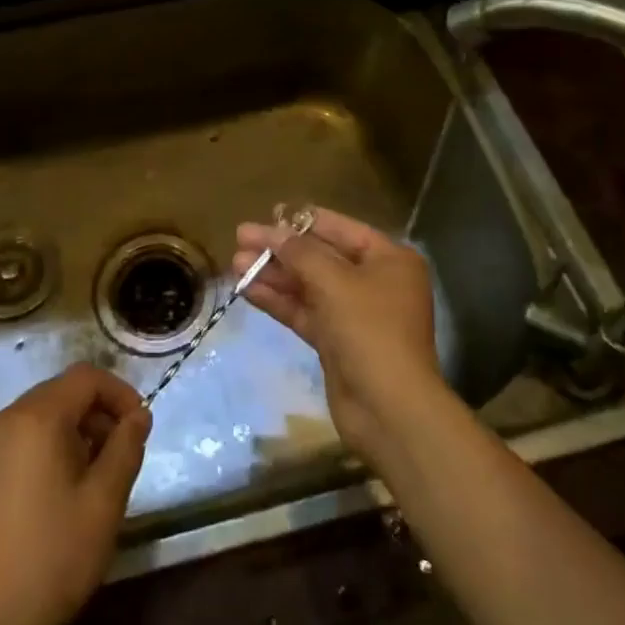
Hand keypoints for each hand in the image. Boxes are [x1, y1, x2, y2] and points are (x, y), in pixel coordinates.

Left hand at [0, 363, 150, 624]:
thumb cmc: (53, 556)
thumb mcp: (104, 501)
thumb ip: (126, 447)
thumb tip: (139, 416)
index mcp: (37, 417)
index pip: (87, 377)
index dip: (120, 393)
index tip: (141, 427)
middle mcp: (9, 417)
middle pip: (64, 391)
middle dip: (100, 412)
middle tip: (123, 453)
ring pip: (46, 413)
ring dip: (79, 429)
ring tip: (99, 474)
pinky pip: (27, 435)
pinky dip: (54, 444)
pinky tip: (67, 487)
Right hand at [233, 207, 443, 461]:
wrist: (389, 411)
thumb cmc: (370, 330)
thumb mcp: (334, 282)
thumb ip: (300, 252)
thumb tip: (272, 231)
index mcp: (389, 259)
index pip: (341, 229)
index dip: (303, 221)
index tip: (268, 213)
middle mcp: (375, 282)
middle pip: (320, 257)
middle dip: (280, 250)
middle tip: (240, 237)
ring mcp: (355, 314)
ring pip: (308, 286)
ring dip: (274, 274)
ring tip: (235, 262)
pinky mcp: (337, 342)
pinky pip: (304, 312)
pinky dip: (278, 301)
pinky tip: (247, 290)